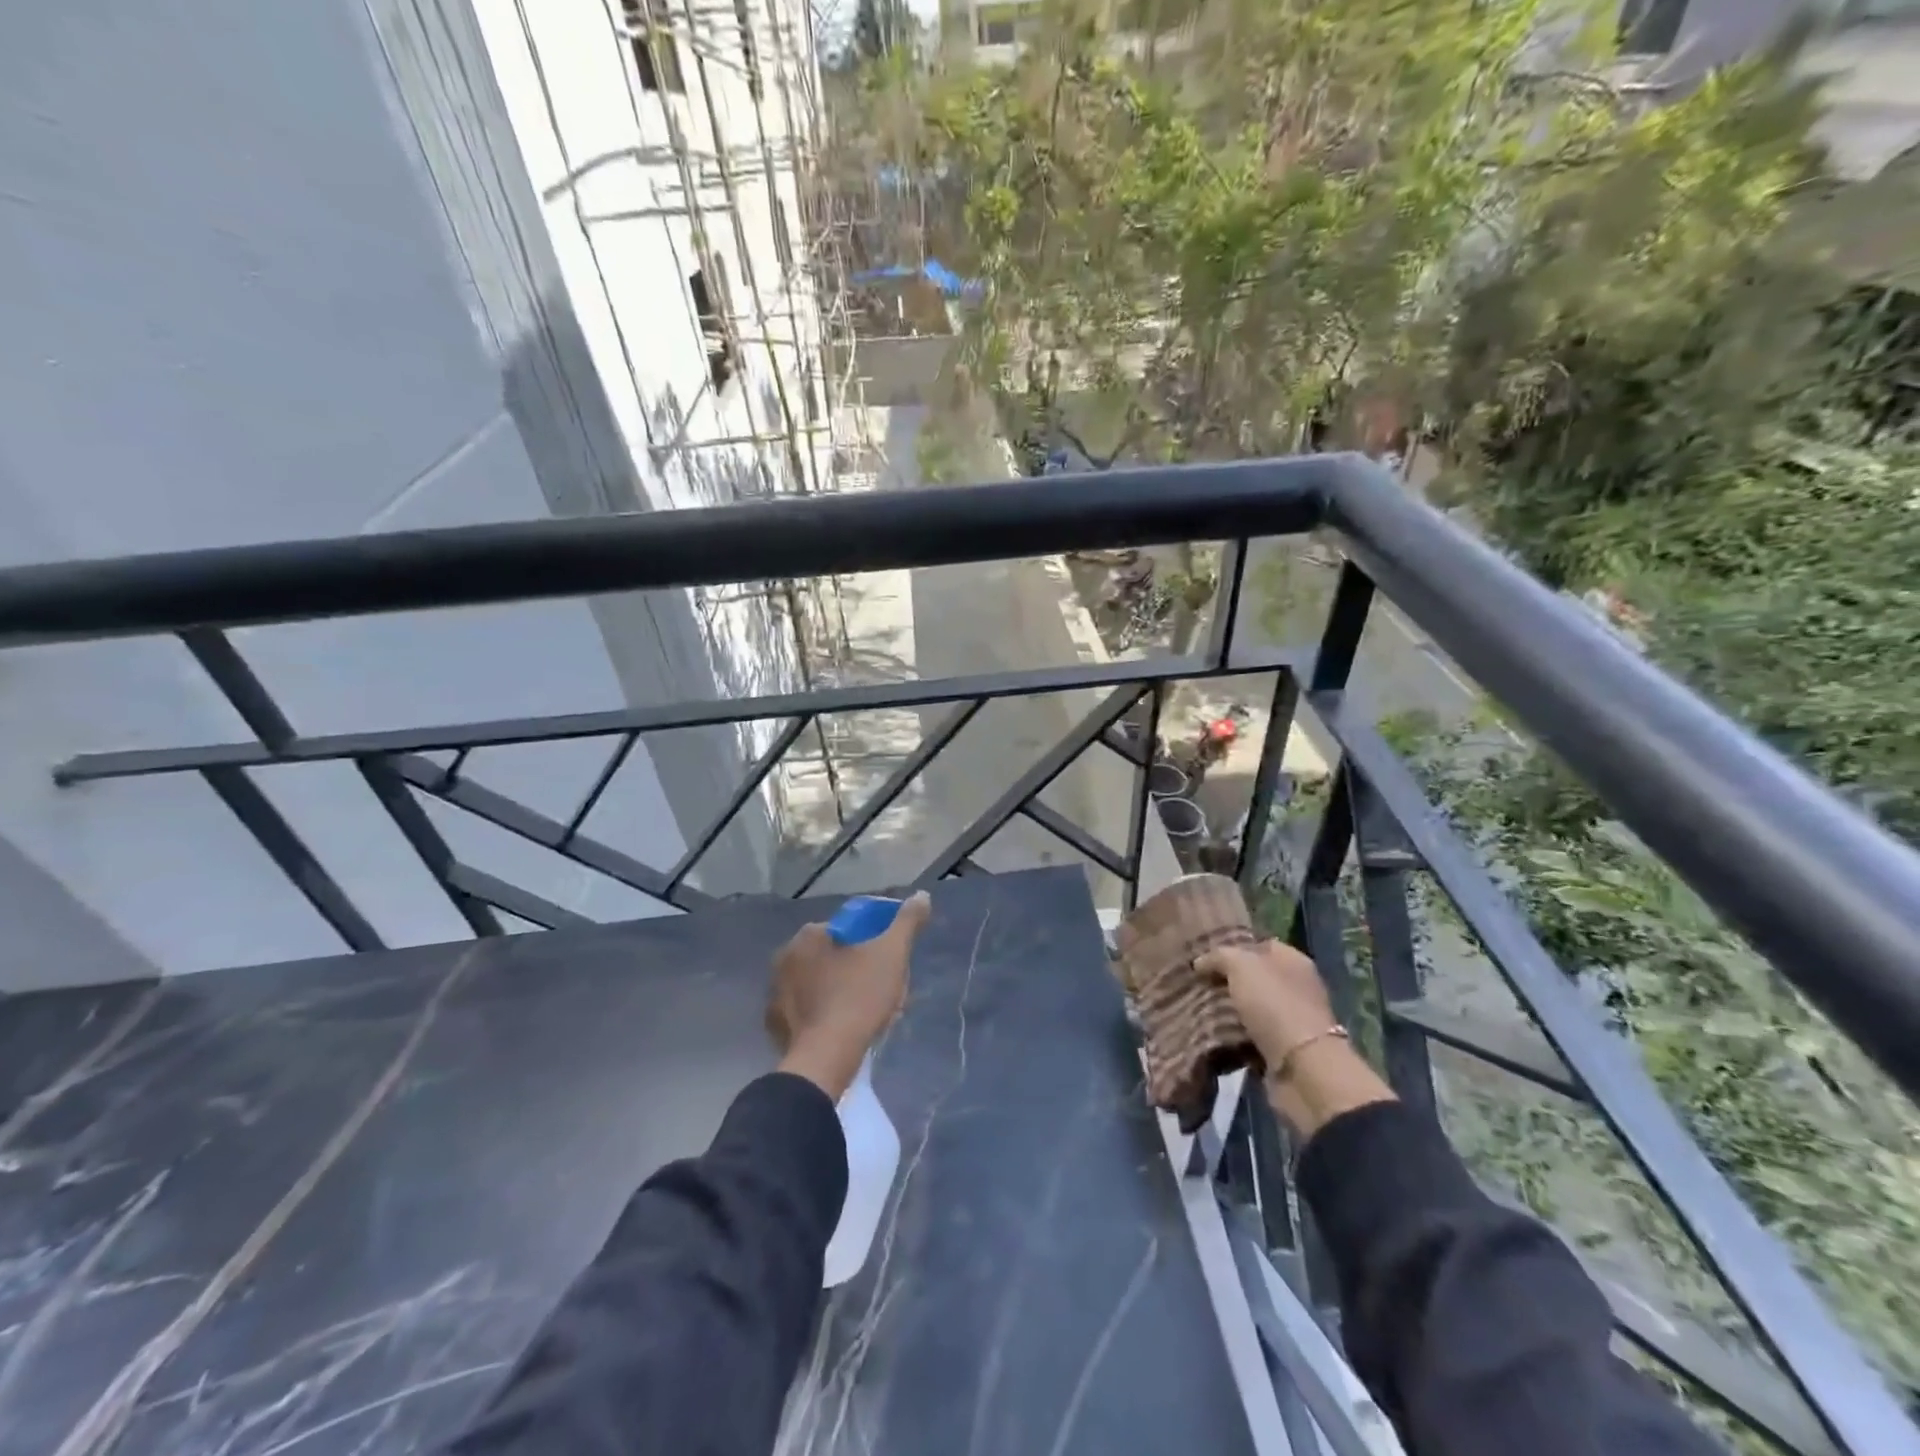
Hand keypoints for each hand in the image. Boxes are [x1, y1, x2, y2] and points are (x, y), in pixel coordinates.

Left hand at [768, 892, 931, 1100]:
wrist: (826, 1057)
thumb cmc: (860, 996)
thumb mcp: (892, 954)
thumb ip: (908, 921)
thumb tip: (921, 896)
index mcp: (810, 934)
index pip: (850, 931)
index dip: (875, 947)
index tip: (890, 968)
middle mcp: (786, 956)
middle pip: (834, 958)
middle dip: (859, 972)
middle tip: (883, 995)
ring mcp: (776, 991)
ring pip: (819, 984)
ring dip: (841, 993)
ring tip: (868, 1017)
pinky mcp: (774, 1023)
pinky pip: (805, 1011)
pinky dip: (822, 1016)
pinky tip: (842, 1031)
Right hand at [1197, 939, 1336, 1070]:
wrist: (1302, 1068)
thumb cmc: (1274, 1005)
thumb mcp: (1241, 966)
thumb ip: (1219, 956)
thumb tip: (1200, 963)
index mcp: (1293, 960)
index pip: (1259, 945)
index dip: (1232, 948)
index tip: (1204, 957)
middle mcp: (1296, 986)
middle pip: (1254, 977)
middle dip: (1226, 981)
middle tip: (1195, 984)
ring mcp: (1291, 1019)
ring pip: (1250, 1007)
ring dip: (1227, 1010)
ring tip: (1196, 1009)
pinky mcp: (1284, 1049)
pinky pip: (1251, 1035)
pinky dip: (1234, 1035)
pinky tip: (1212, 1033)